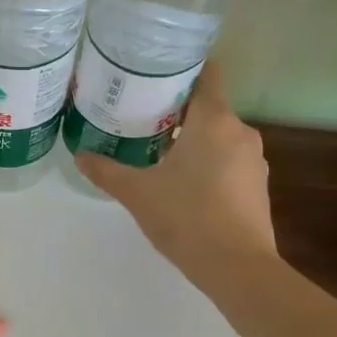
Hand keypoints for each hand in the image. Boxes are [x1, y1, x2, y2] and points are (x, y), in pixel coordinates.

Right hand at [75, 61, 277, 283]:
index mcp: (214, 120)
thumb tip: (79, 154)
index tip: (154, 74)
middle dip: (177, 110)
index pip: (206, 74)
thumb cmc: (186, 218)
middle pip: (208, 106)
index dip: (182, 68)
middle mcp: (240, 132)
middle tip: (141, 117)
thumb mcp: (137, 193)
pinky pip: (228, 160)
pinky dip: (207, 162)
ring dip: (192, 139)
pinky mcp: (257, 187)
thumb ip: (106, 171)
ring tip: (157, 151)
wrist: (238, 268)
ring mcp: (254, 160)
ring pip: (218, 135)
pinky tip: (183, 183)